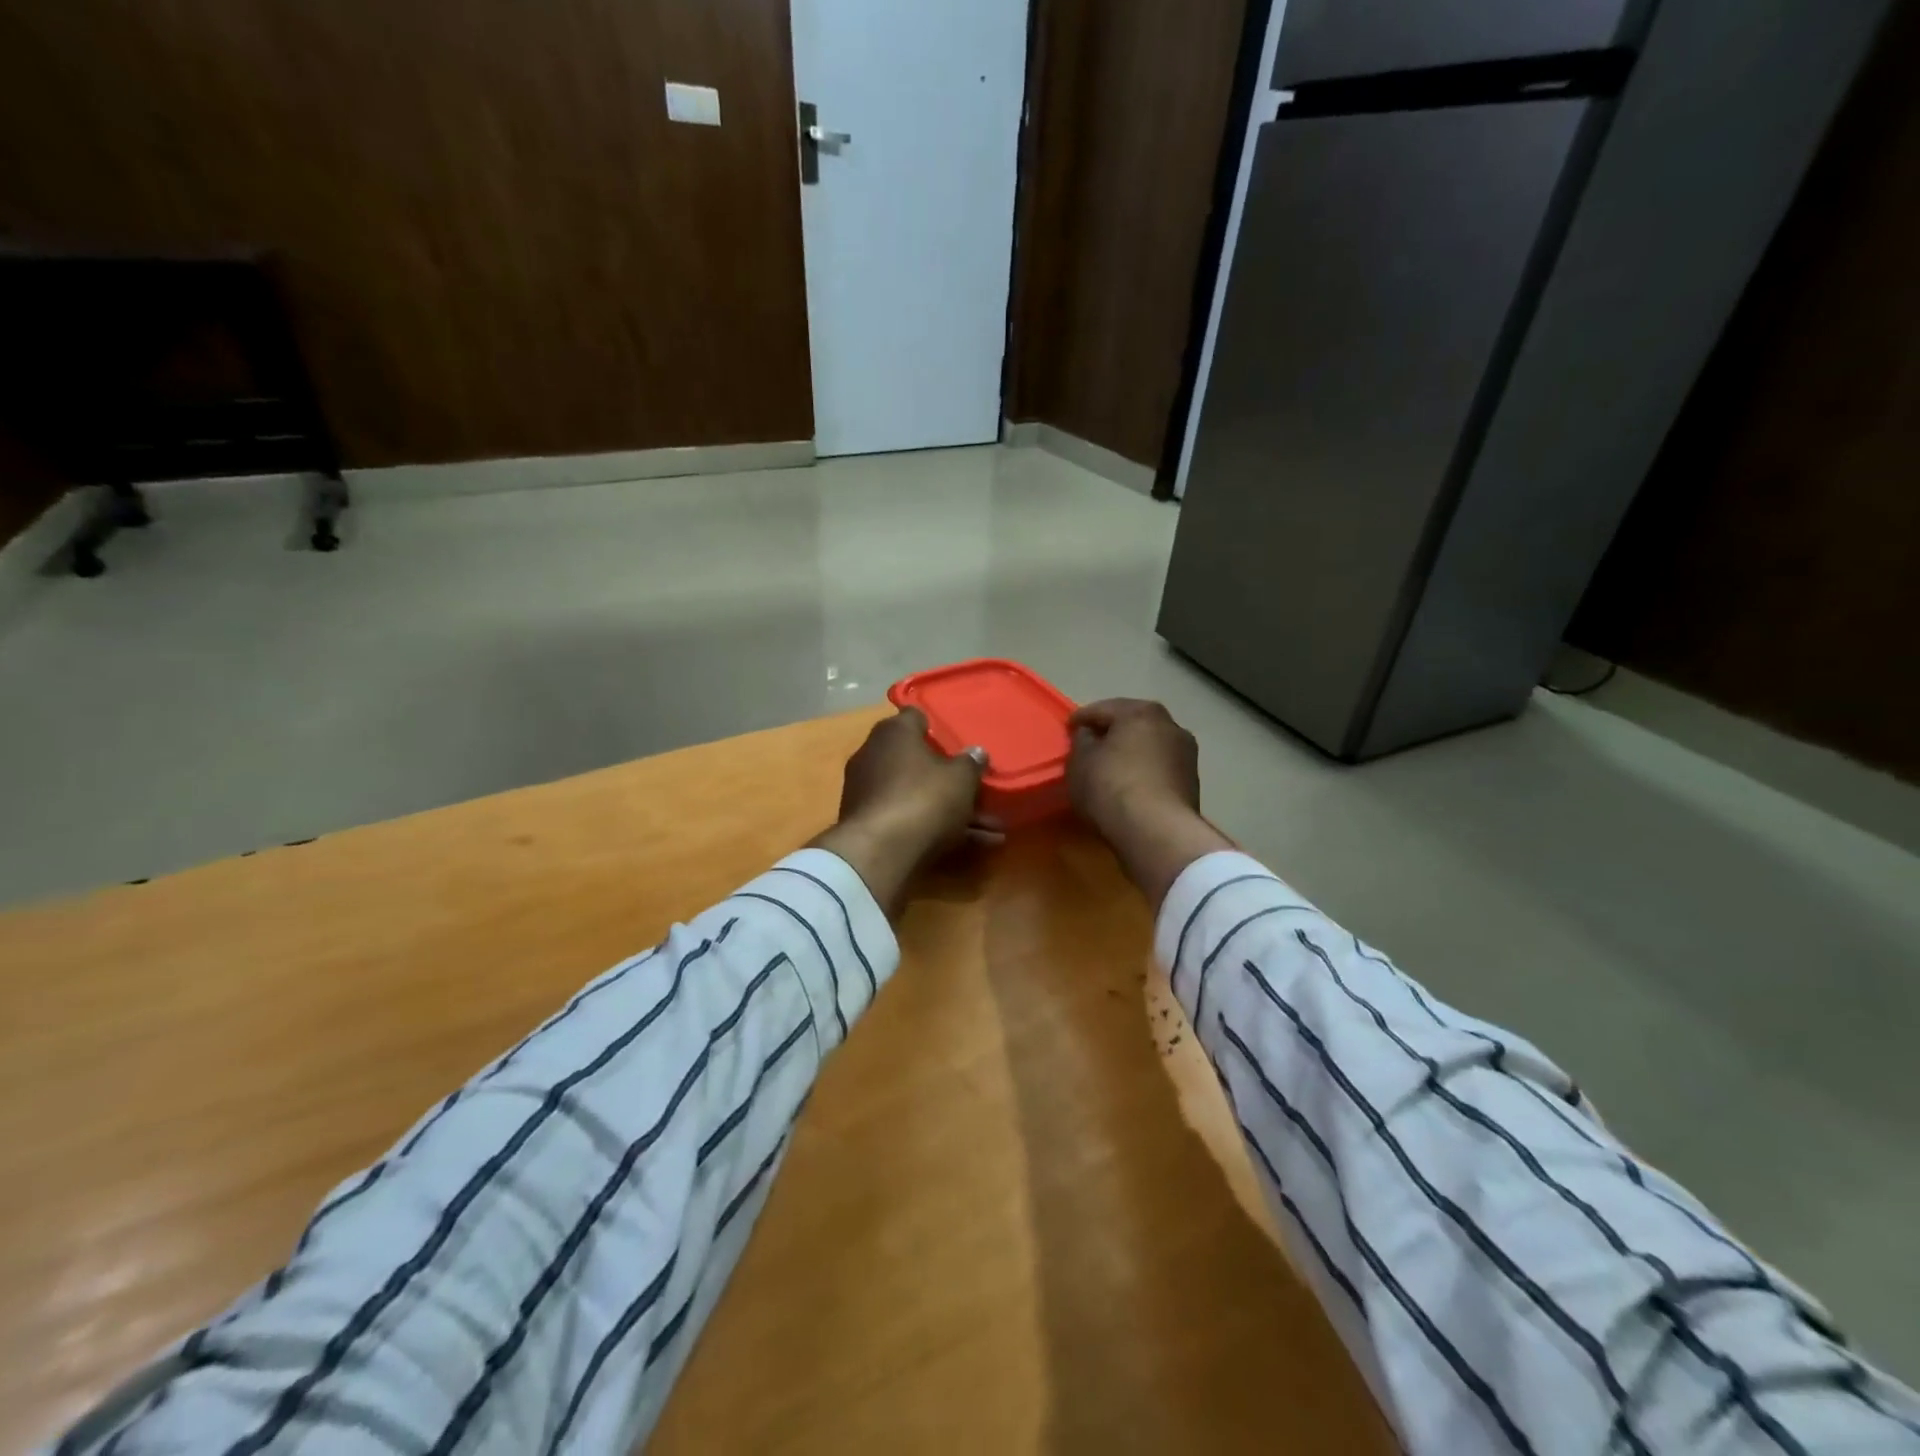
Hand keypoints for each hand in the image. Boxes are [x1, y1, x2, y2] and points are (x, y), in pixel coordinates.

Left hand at [811, 709, 999, 916]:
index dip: (937, 728)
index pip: (915, 717)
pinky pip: (908, 818)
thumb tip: (976, 752)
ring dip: (951, 810)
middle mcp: (874, 755)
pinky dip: (935, 828)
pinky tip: (971, 845)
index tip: (957, 742)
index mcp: (894, 733)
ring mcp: (868, 791)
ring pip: (917, 795)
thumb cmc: (923, 798)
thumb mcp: (960, 778)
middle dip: (950, 778)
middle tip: (978, 790)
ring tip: (991, 829)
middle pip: (917, 761)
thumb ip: (971, 763)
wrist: (878, 852)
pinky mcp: (867, 823)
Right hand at [1068, 699, 1232, 909]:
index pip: (1103, 709)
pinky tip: (1130, 785)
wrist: (1156, 831)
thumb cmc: (1111, 787)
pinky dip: (1144, 771)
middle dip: (1112, 732)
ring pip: (1150, 746)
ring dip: (1132, 752)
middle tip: (1091, 744)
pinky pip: (1159, 769)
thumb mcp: (1080, 762)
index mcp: (1140, 712)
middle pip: (1132, 723)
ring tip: (1112, 767)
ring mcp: (1186, 754)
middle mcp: (1169, 725)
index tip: (1069, 729)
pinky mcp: (1192, 782)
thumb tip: (1090, 735)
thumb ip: (1082, 742)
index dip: (1082, 718)